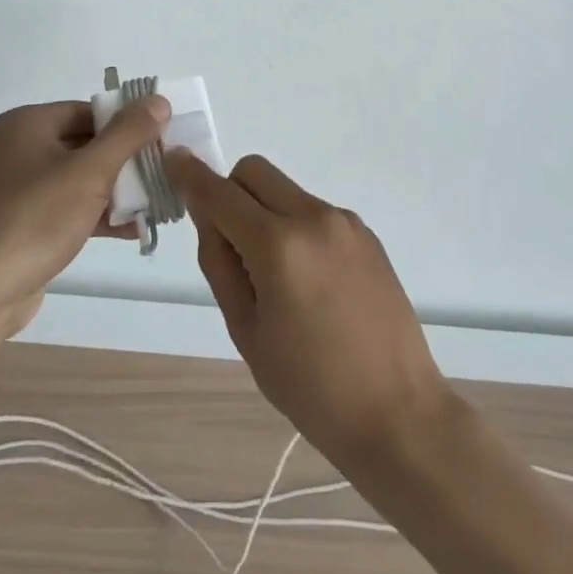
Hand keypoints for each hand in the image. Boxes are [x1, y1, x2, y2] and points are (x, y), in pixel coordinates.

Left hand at [0, 97, 170, 334]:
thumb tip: (158, 100)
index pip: (88, 111)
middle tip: (163, 173)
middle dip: (125, 161)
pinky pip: (66, 209)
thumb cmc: (33, 219)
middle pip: (84, 144)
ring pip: (77, 180)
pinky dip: (96, 215)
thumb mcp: (89, 172)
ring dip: (115, 192)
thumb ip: (127, 134)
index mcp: (27, 124)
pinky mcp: (20, 225)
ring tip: (156, 205)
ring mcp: (16, 190)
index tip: (161, 140)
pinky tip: (133, 231)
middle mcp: (17, 149)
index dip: (126, 123)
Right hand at [167, 152, 453, 470]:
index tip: (174, 160)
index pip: (221, 193)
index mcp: (279, 246)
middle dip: (230, 192)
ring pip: (285, 189)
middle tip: (231, 245)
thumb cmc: (311, 388)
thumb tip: (206, 216)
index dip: (192, 175)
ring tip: (276, 276)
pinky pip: (313, 210)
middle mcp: (313, 217)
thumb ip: (220, 263)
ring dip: (264, 211)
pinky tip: (310, 281)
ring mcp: (344, 221)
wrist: (398, 413)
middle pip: (254, 171)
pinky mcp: (365, 232)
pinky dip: (295, 226)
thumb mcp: (247, 332)